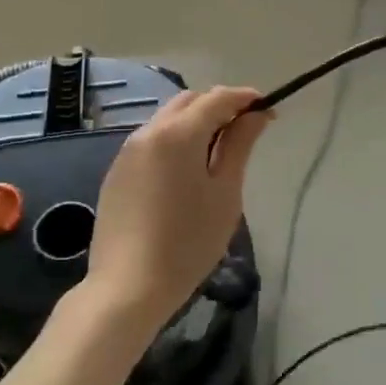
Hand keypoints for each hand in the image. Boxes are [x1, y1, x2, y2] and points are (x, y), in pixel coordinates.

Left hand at [84, 86, 273, 336]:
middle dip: (219, 106)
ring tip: (218, 152)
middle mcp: (149, 131)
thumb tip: (255, 114)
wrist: (127, 286)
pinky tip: (186, 172)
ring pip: (167, 119)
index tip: (268, 110)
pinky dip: (174, 141)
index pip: (218, 98)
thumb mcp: (225, 193)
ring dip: (195, 122)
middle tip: (245, 131)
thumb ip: (239, 146)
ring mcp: (127, 151)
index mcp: (178, 133)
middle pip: (189, 101)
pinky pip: (152, 141)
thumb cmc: (188, 242)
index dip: (246, 99)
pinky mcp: (117, 171)